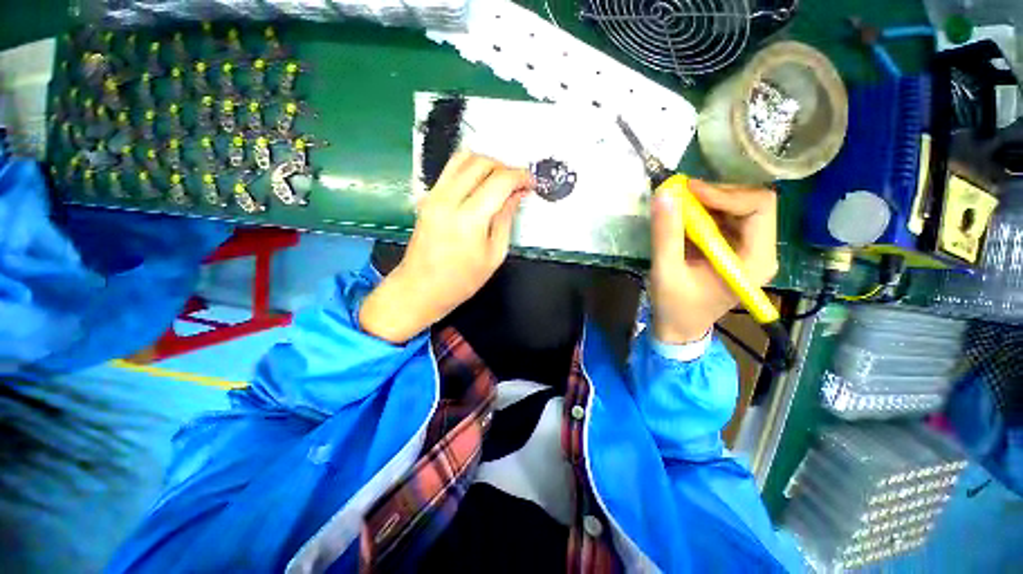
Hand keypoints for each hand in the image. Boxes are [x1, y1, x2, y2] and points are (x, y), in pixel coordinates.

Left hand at [360, 152, 532, 342]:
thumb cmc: (459, 281)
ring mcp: (434, 196)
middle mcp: (448, 201)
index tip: (530, 182)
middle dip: (505, 167)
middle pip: (481, 162)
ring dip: (487, 163)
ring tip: (500, 180)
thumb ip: (506, 220)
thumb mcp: (493, 255)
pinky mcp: (427, 198)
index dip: (520, 176)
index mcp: (469, 219)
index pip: (500, 181)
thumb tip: (516, 196)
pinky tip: (481, 185)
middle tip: (517, 183)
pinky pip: (451, 170)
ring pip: (463, 158)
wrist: (420, 288)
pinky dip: (470, 169)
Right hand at [649, 179, 777, 343]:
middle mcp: (761, 251)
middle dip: (716, 195)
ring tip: (679, 205)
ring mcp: (748, 249)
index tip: (689, 191)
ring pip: (739, 207)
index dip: (725, 193)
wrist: (679, 327)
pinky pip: (726, 219)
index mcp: (755, 260)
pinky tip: (683, 218)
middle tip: (681, 196)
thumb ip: (666, 235)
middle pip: (752, 203)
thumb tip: (664, 195)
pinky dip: (704, 212)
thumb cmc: (675, 306)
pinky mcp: (734, 249)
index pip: (759, 207)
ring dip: (708, 202)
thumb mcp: (666, 272)